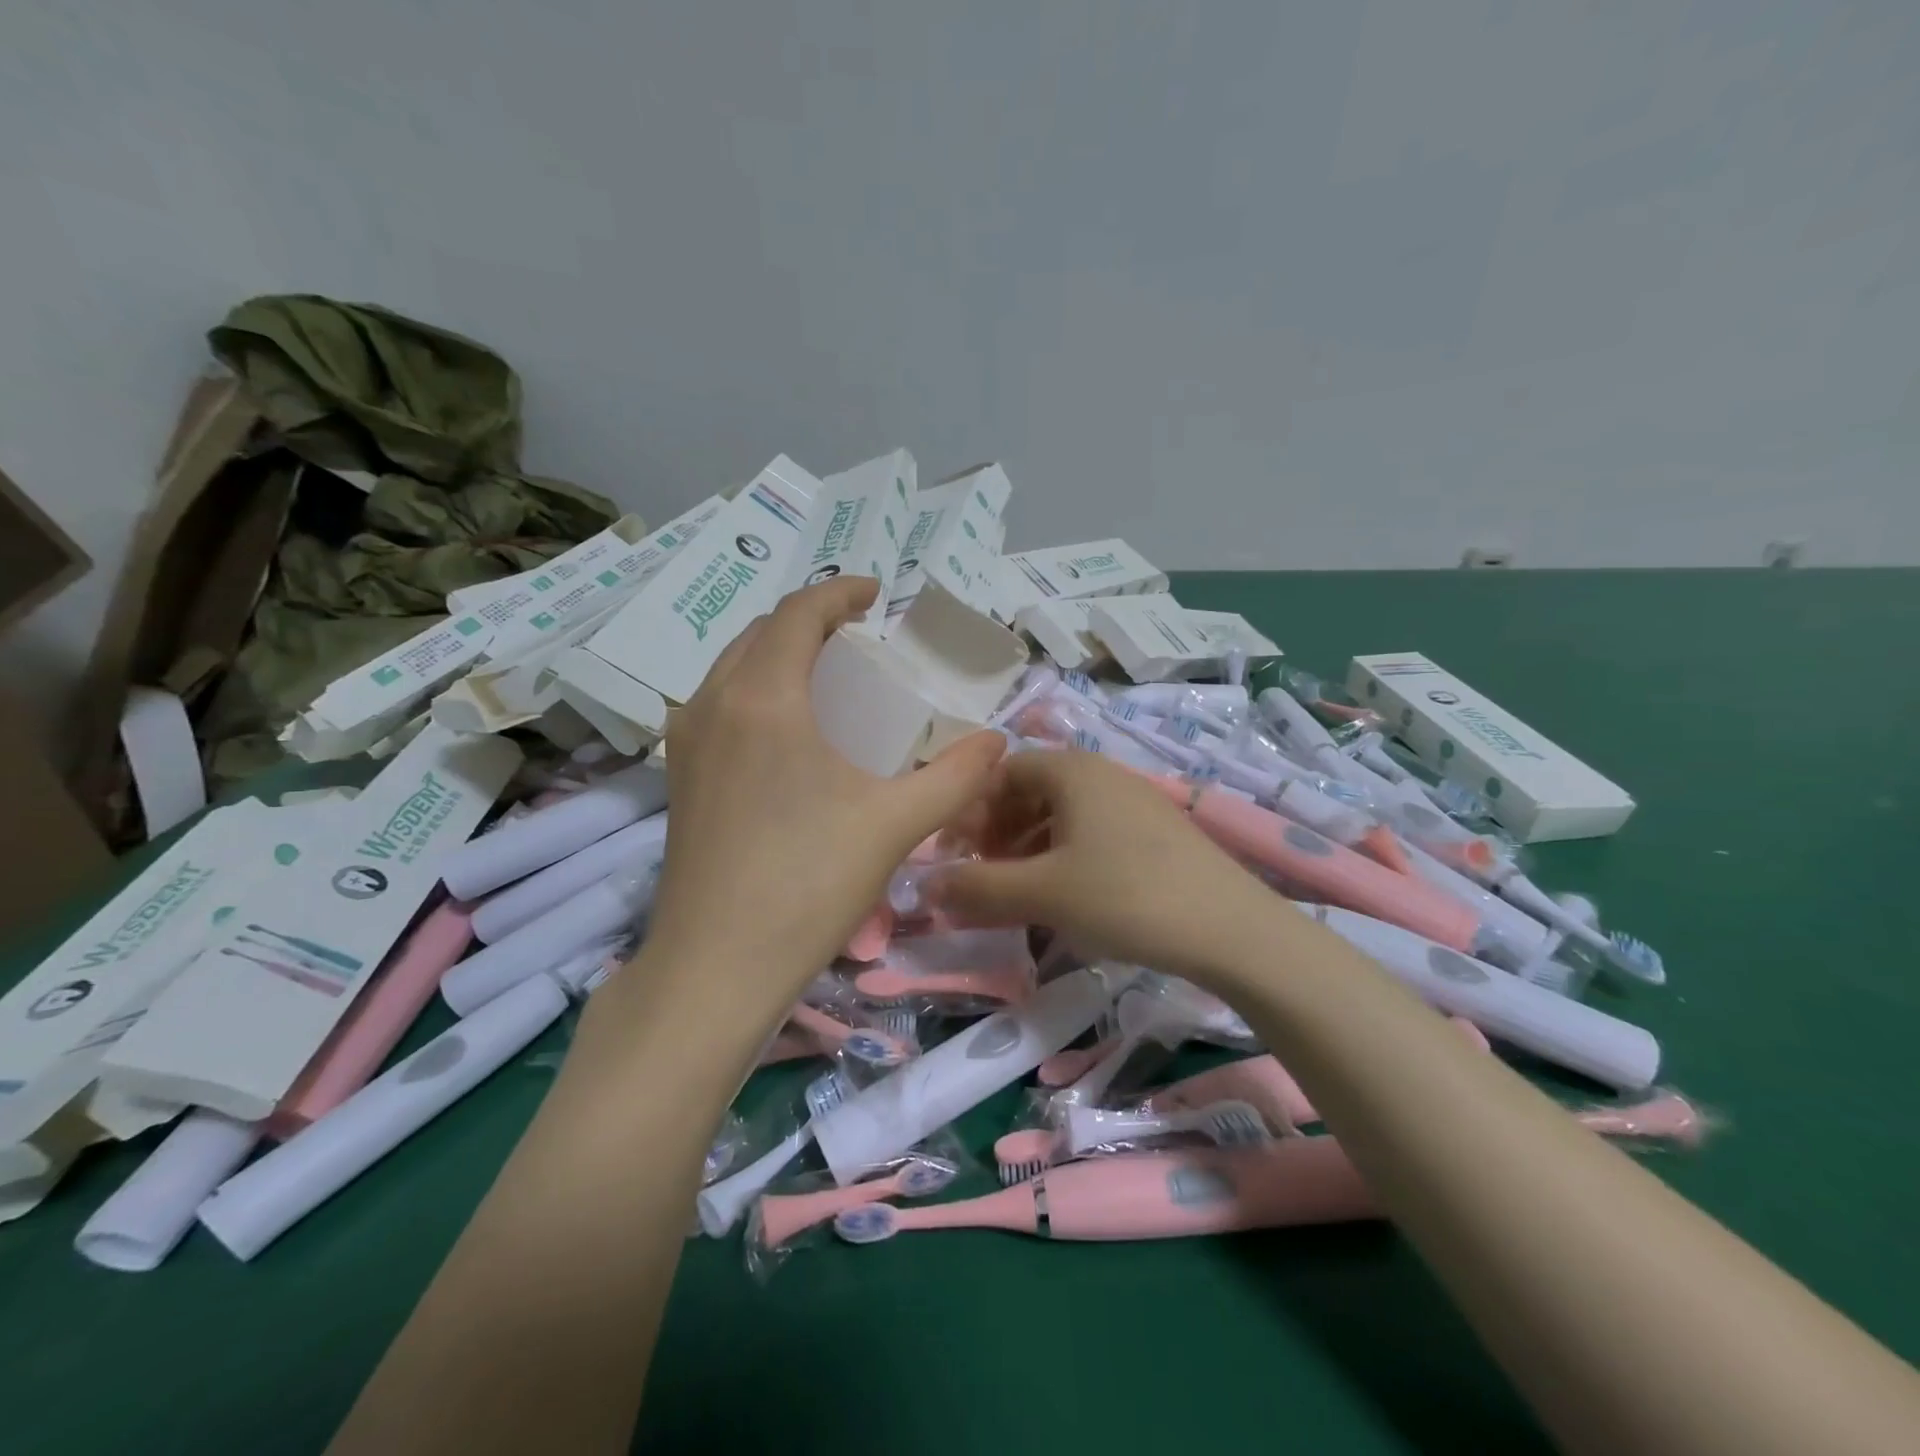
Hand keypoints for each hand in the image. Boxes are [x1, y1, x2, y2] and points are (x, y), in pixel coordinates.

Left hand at [639, 577, 1004, 1013]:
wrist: (716, 966)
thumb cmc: (808, 885)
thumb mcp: (895, 823)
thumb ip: (955, 776)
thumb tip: (998, 742)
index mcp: (763, 698)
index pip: (798, 614)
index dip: (839, 592)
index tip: (876, 594)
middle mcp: (713, 704)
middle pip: (761, 632)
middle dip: (810, 621)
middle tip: (858, 636)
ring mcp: (687, 741)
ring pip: (733, 666)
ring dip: (778, 653)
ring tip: (826, 674)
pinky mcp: (679, 776)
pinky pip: (717, 703)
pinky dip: (755, 688)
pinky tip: (787, 728)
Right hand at [930, 748, 1277, 982]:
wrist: (1234, 931)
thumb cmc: (1126, 896)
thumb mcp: (1042, 893)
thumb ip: (978, 888)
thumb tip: (927, 885)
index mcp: (1072, 771)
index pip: (1002, 772)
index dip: (971, 810)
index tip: (955, 853)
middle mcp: (1103, 774)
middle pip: (1031, 791)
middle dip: (998, 831)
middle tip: (983, 875)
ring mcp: (1135, 801)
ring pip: (1062, 815)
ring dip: (1029, 847)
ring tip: (1019, 891)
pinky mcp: (1156, 833)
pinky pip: (1093, 833)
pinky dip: (1064, 857)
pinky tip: (1066, 896)